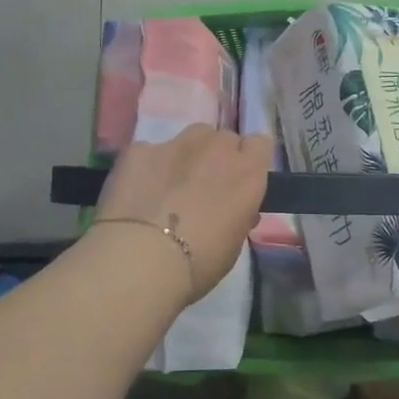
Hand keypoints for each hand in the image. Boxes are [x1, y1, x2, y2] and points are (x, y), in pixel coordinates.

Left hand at [95, 126, 271, 304]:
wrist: (141, 259)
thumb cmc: (200, 262)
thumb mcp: (235, 242)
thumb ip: (239, 213)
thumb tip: (232, 207)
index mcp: (247, 171)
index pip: (260, 144)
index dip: (249, 160)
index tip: (240, 181)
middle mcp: (216, 147)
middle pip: (224, 139)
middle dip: (217, 158)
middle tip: (204, 188)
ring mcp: (176, 143)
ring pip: (190, 137)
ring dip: (187, 155)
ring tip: (171, 185)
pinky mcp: (139, 149)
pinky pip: (150, 151)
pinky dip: (148, 167)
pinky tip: (138, 193)